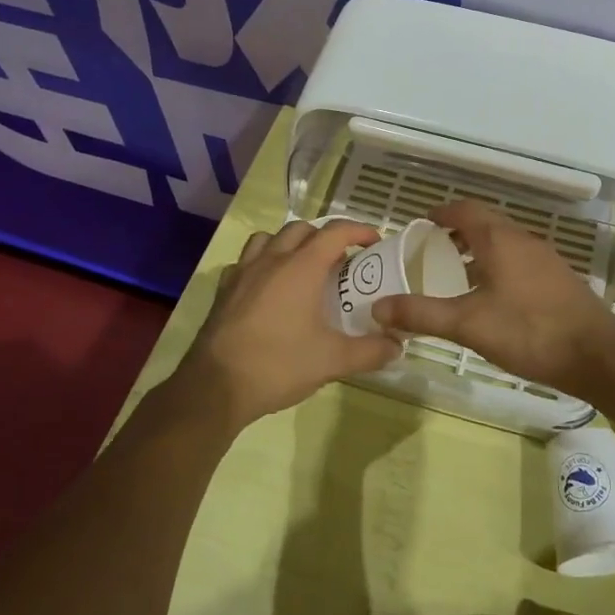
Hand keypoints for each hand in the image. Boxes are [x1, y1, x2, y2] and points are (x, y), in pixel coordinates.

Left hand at [175, 219, 403, 428]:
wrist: (216, 386)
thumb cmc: (279, 365)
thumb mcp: (333, 361)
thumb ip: (370, 351)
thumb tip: (398, 346)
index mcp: (302, 267)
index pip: (335, 232)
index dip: (359, 231)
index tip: (375, 243)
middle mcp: (272, 259)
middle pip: (302, 229)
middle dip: (325, 237)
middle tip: (341, 262)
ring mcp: (244, 272)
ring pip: (269, 238)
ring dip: (290, 243)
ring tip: (303, 267)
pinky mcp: (224, 289)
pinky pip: (246, 261)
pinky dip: (262, 263)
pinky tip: (268, 287)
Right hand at [370, 199, 614, 387]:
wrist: (597, 355)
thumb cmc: (528, 331)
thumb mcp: (468, 324)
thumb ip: (423, 314)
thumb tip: (378, 307)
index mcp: (500, 240)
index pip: (465, 210)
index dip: (441, 212)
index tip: (421, 223)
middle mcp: (523, 240)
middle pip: (486, 222)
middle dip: (458, 230)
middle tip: (432, 248)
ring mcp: (545, 258)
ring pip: (504, 241)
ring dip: (479, 247)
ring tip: (457, 270)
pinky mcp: (558, 278)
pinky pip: (520, 259)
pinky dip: (498, 263)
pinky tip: (492, 294)